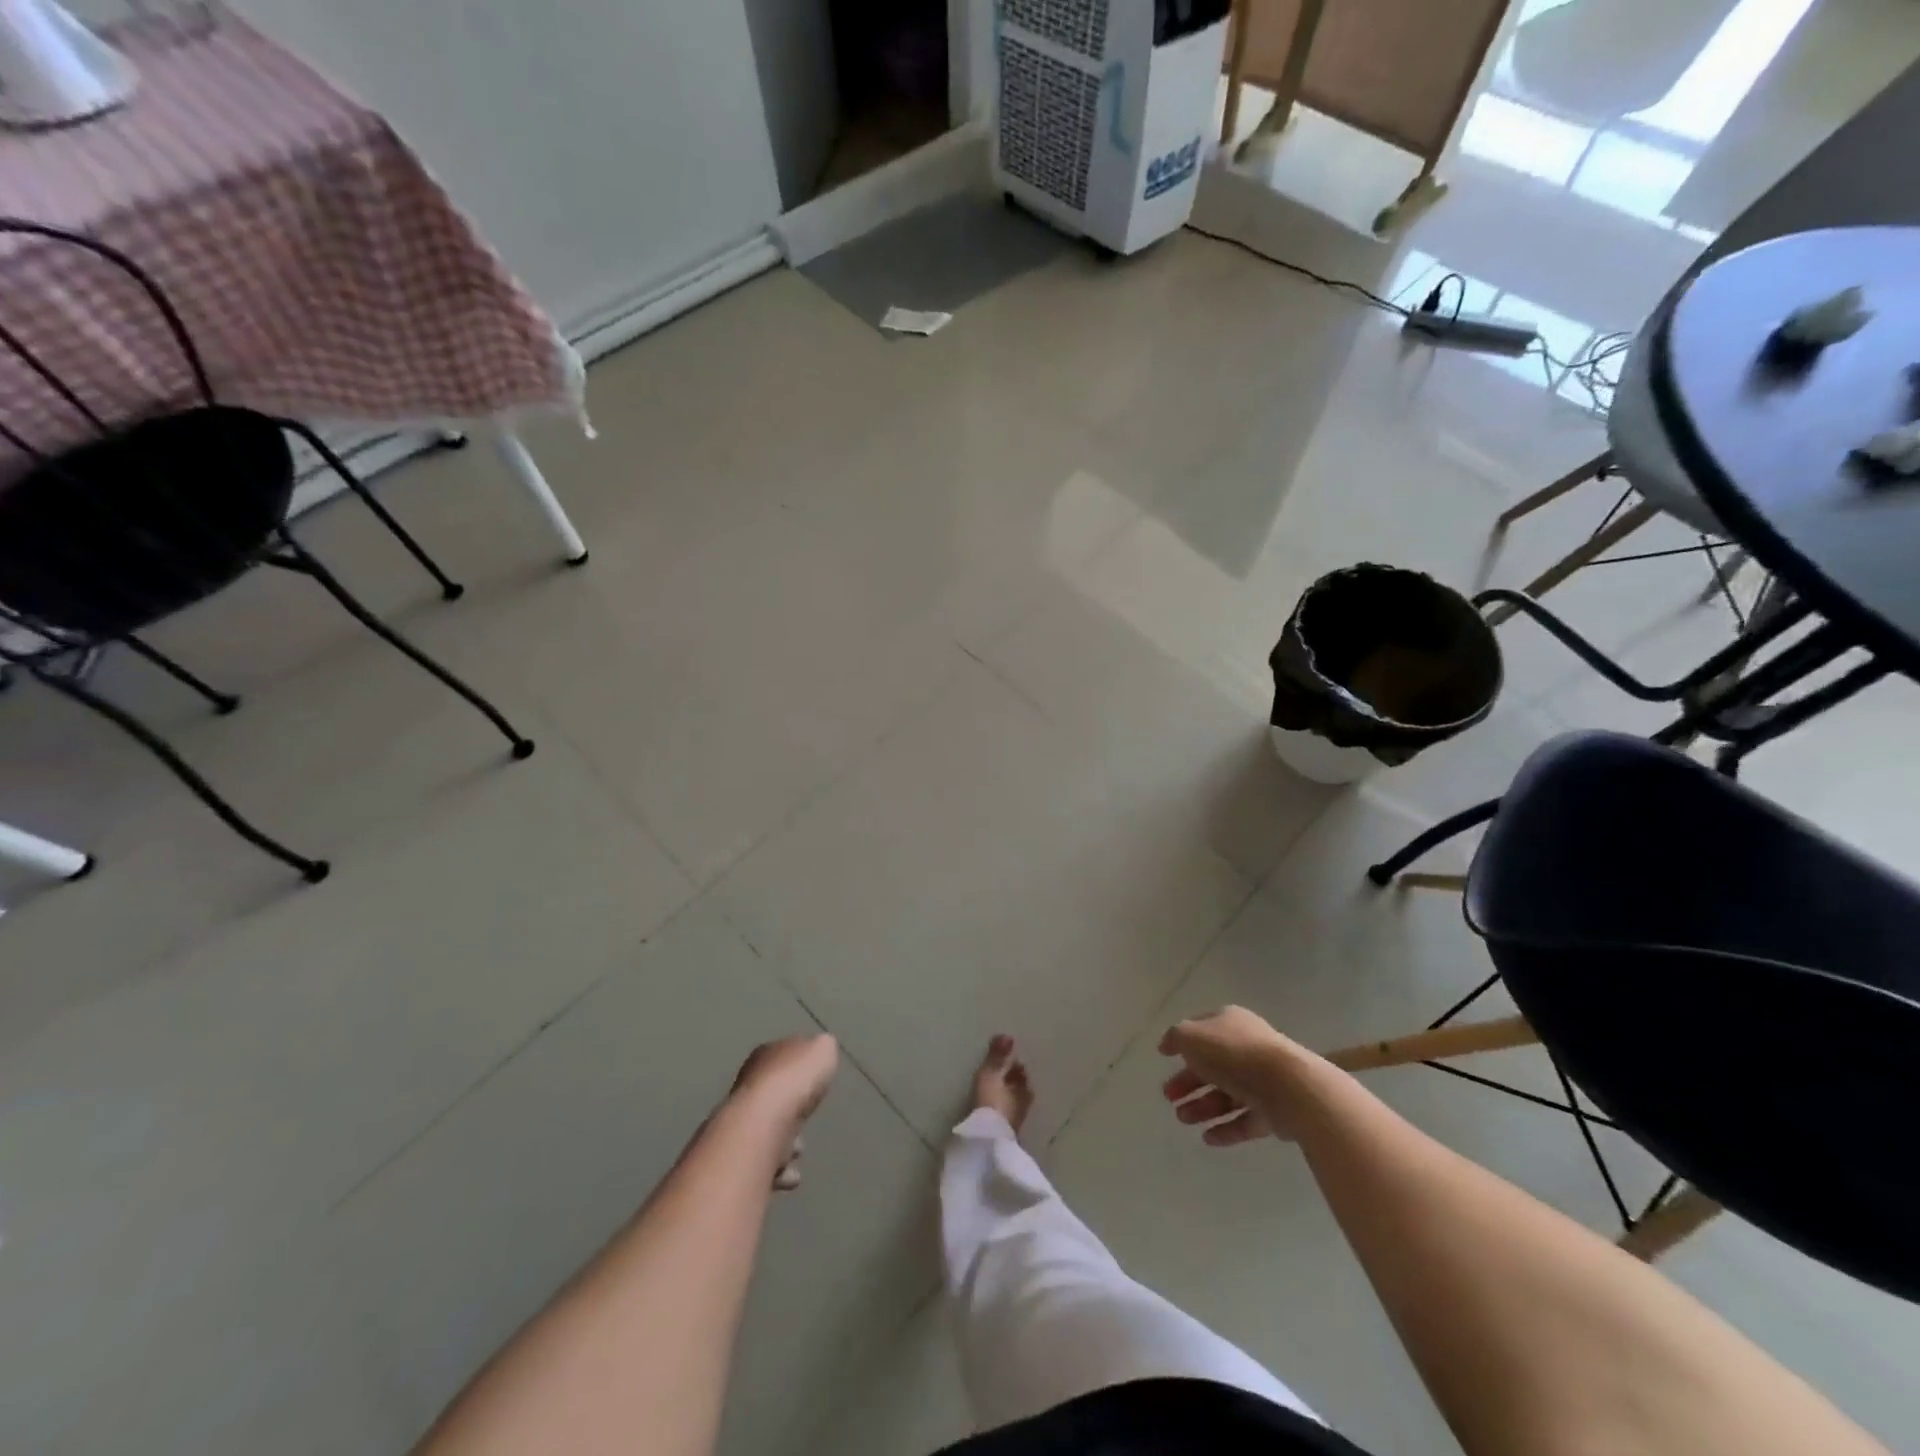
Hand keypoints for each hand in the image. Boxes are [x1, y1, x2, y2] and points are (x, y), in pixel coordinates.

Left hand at [731, 1035, 839, 1187]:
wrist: (763, 1125)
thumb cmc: (794, 1080)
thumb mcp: (821, 1049)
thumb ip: (821, 1050)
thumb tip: (820, 1052)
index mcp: (766, 1056)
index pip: (781, 1058)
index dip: (798, 1068)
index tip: (813, 1080)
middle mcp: (748, 1086)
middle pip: (772, 1096)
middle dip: (790, 1108)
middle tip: (807, 1117)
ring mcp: (740, 1122)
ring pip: (766, 1131)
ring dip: (782, 1142)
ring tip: (798, 1149)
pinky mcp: (740, 1156)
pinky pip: (763, 1164)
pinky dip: (778, 1170)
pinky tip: (791, 1174)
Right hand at [1159, 1006, 1323, 1144]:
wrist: (1288, 1087)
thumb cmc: (1233, 1054)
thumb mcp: (1192, 1037)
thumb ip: (1176, 1038)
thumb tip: (1169, 1044)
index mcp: (1230, 1023)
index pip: (1201, 1030)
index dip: (1181, 1043)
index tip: (1164, 1058)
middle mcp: (1247, 1047)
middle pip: (1212, 1066)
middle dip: (1188, 1082)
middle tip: (1169, 1097)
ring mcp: (1263, 1080)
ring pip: (1227, 1094)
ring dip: (1203, 1107)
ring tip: (1183, 1119)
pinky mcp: (1275, 1111)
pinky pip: (1245, 1119)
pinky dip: (1226, 1128)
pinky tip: (1207, 1138)